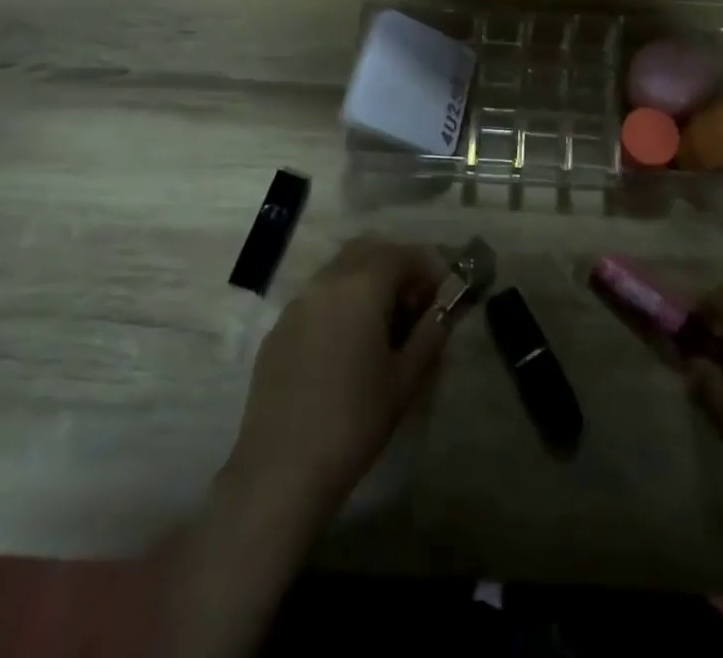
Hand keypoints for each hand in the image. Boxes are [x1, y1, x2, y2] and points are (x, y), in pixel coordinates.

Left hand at [225, 238, 453, 518]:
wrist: (281, 470)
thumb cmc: (354, 420)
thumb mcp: (405, 379)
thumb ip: (430, 334)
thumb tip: (444, 310)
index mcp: (361, 286)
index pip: (402, 254)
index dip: (426, 268)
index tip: (440, 296)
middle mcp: (326, 281)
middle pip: (367, 251)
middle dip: (395, 267)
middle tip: (413, 305)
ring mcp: (297, 303)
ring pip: (339, 271)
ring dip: (365, 282)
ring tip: (380, 327)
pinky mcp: (278, 329)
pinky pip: (316, 298)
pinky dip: (338, 303)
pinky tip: (345, 346)